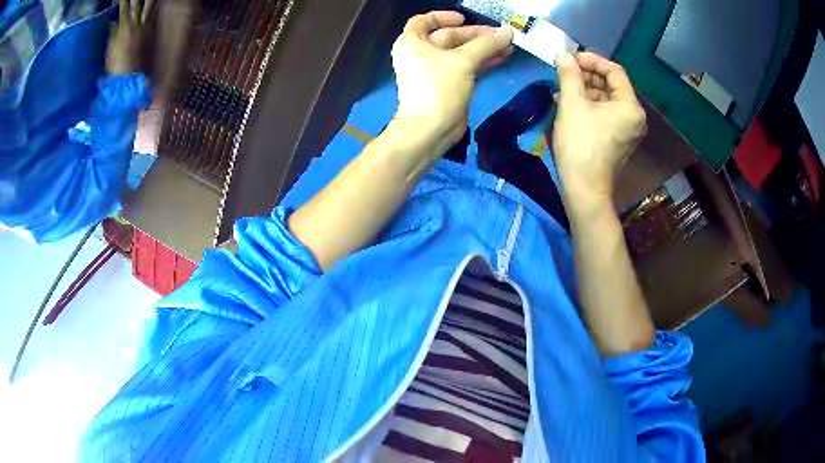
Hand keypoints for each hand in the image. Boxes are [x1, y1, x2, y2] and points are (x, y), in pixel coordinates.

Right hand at [107, 0, 154, 73]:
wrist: (127, 77)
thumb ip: (113, 33)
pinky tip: (155, 4)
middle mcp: (136, 24)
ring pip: (149, 7)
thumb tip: (113, 23)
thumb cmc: (115, 65)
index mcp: (124, 27)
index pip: (124, 8)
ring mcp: (145, 27)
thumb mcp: (110, 48)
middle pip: (139, 4)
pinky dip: (154, 9)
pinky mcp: (150, 32)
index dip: (124, 0)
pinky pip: (153, 16)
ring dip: (150, 0)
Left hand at [391, 11, 512, 149]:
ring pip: (460, 53)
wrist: (430, 129)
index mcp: (412, 43)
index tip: (464, 18)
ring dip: (483, 49)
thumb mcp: (463, 60)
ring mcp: (434, 71)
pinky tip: (501, 58)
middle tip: (501, 35)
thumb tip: (508, 32)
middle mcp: (420, 54)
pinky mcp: (447, 85)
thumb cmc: (439, 87)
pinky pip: (465, 68)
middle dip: (476, 36)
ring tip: (508, 46)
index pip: (424, 21)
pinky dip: (481, 62)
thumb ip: (486, 44)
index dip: (443, 16)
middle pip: (448, 37)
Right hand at [551, 52, 645, 199]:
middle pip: (610, 85)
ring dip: (583, 89)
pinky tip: (566, 102)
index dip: (591, 60)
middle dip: (586, 75)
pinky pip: (603, 113)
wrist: (583, 189)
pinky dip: (587, 105)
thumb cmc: (580, 145)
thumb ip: (569, 75)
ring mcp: (626, 129)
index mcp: (630, 106)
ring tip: (560, 87)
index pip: (614, 71)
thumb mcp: (572, 105)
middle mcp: (633, 116)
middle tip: (563, 72)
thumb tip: (563, 55)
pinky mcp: (616, 138)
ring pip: (605, 99)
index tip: (570, 58)